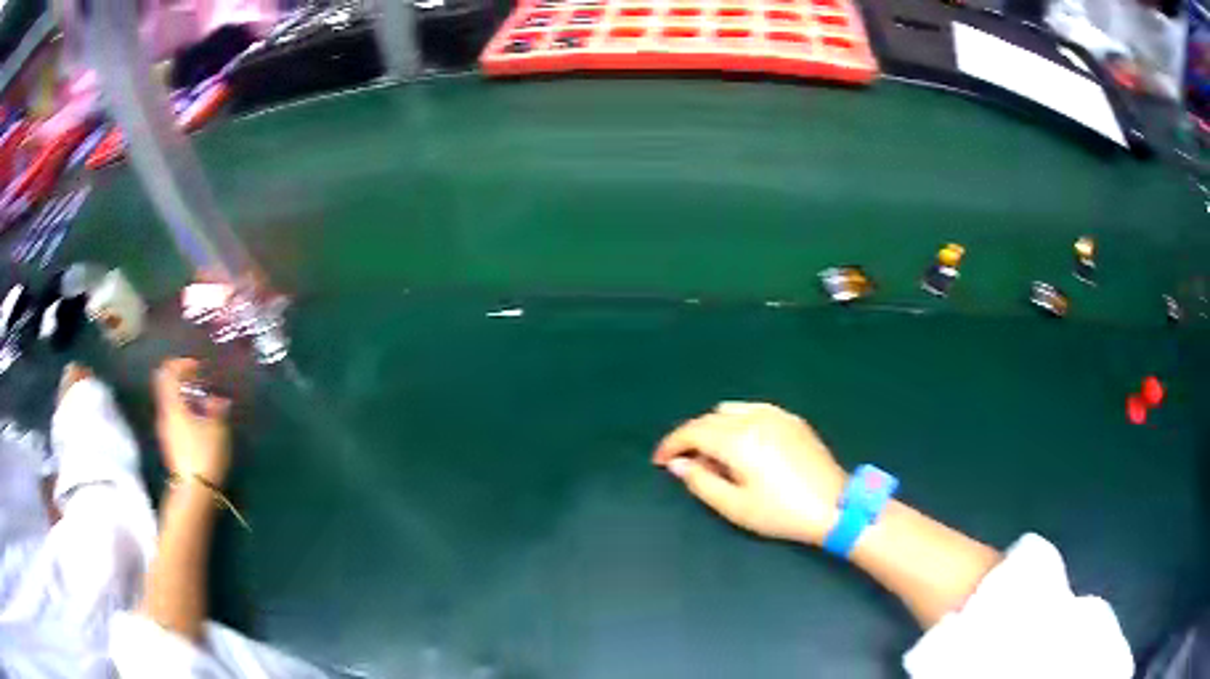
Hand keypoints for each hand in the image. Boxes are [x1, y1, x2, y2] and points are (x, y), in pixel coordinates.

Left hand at [154, 358, 230, 486]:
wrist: (193, 492)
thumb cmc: (203, 454)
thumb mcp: (216, 429)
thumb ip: (216, 408)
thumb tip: (218, 398)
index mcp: (173, 404)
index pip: (169, 372)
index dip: (182, 364)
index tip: (198, 368)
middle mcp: (164, 413)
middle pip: (166, 387)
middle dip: (182, 381)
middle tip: (199, 383)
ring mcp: (165, 430)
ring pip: (170, 403)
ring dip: (184, 398)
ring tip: (203, 405)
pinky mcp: (170, 444)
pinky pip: (174, 418)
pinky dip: (184, 413)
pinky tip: (199, 424)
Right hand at [653, 402, 847, 545]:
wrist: (834, 506)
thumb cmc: (780, 512)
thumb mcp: (734, 506)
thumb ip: (700, 481)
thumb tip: (678, 463)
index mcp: (738, 439)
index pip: (693, 432)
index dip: (671, 444)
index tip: (658, 461)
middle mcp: (754, 418)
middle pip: (710, 419)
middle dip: (690, 437)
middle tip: (682, 462)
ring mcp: (776, 415)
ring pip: (730, 411)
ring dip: (712, 426)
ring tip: (710, 452)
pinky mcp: (791, 419)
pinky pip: (753, 409)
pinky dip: (736, 419)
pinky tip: (739, 438)